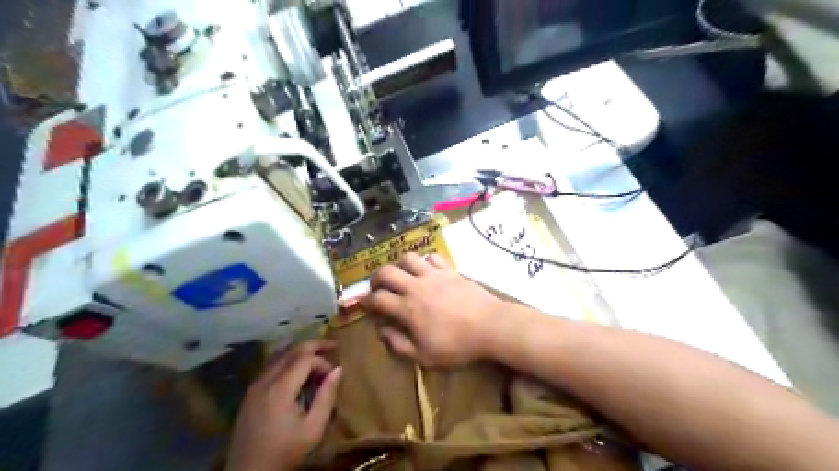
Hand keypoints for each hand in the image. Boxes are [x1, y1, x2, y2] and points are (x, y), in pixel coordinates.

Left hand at [224, 340, 341, 470]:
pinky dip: (287, 360)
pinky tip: (297, 369)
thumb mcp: (313, 428)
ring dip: (299, 351)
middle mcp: (265, 380)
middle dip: (313, 345)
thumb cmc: (285, 452)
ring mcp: (254, 385)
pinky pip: (271, 366)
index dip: (323, 361)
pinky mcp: (250, 393)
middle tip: (332, 345)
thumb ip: (327, 396)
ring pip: (279, 355)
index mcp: (280, 388)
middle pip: (291, 350)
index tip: (334, 375)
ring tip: (317, 355)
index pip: (305, 358)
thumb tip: (338, 370)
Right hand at [361, 254, 503, 366]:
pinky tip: (426, 270)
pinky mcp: (449, 269)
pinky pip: (431, 257)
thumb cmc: (457, 345)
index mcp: (407, 309)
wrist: (490, 325)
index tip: (364, 303)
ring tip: (402, 275)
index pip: (377, 298)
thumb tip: (381, 330)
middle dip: (376, 278)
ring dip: (399, 265)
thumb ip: (398, 344)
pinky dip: (424, 261)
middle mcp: (416, 286)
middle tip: (379, 287)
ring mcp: (433, 275)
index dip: (366, 301)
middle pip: (387, 272)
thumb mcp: (424, 355)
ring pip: (408, 258)